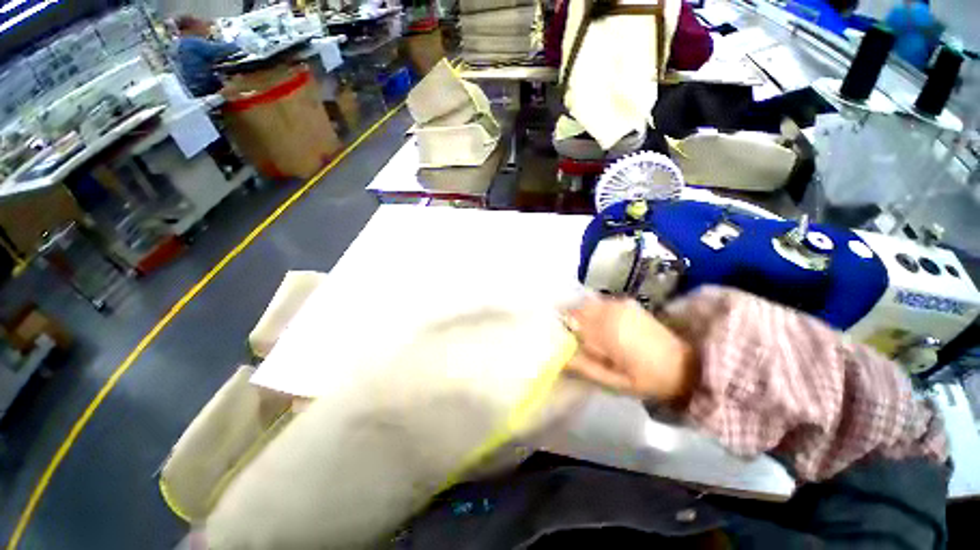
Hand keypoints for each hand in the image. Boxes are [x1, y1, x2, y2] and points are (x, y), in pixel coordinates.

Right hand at [564, 296, 695, 402]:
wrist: (686, 365)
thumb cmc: (648, 379)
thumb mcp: (615, 383)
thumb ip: (586, 368)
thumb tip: (561, 356)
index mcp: (606, 331)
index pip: (570, 322)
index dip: (561, 330)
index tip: (558, 341)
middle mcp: (610, 311)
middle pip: (577, 309)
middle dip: (569, 321)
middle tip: (570, 338)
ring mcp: (619, 304)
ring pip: (587, 304)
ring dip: (581, 316)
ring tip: (583, 334)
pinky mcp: (626, 303)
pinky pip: (599, 303)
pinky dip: (593, 312)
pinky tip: (599, 326)